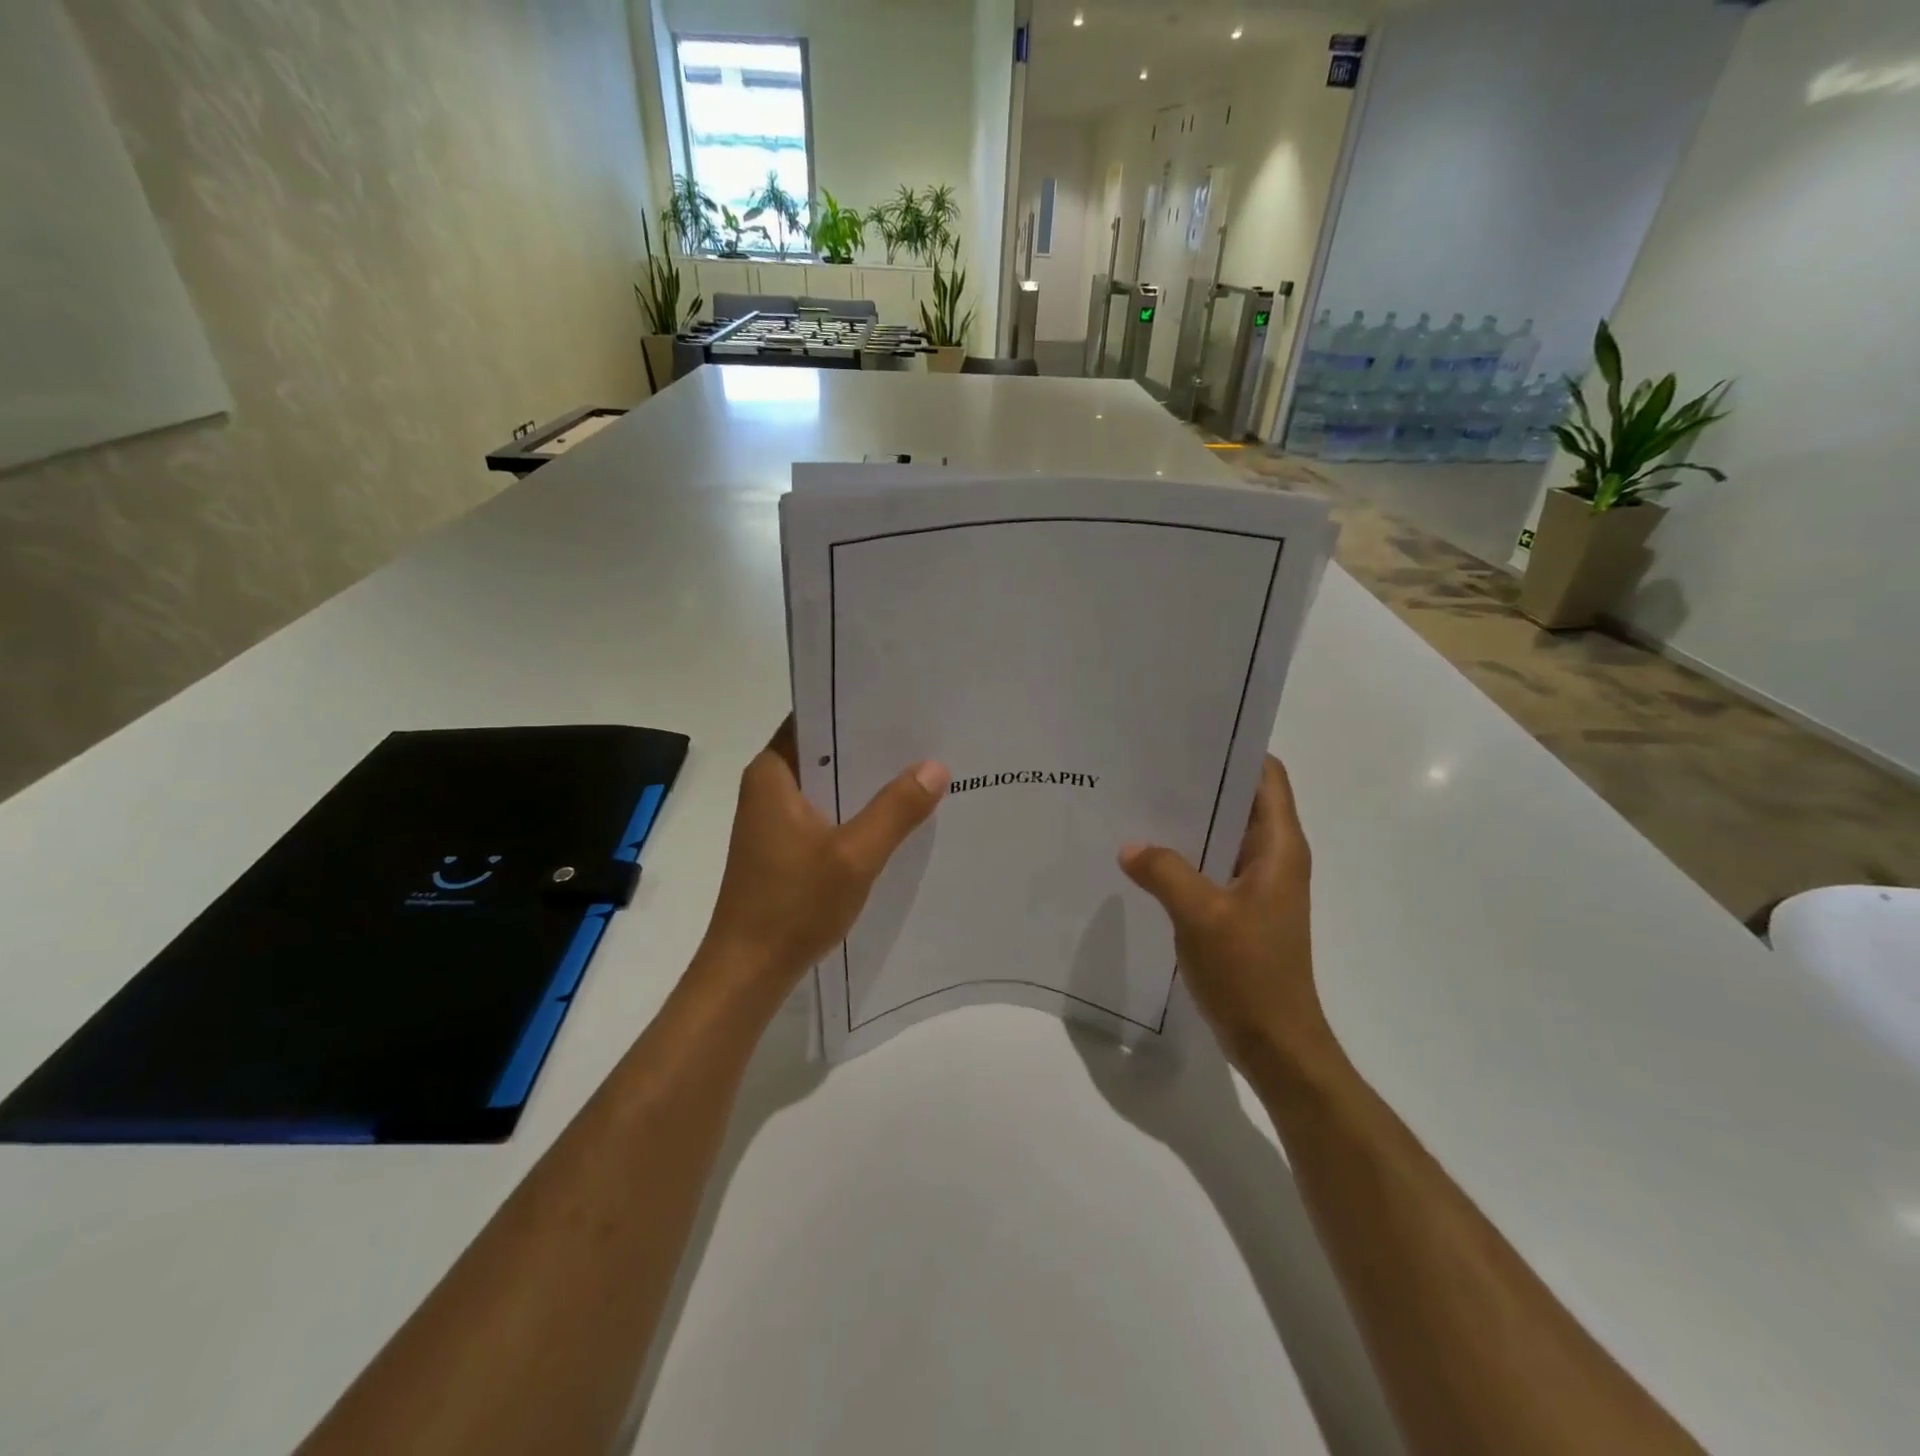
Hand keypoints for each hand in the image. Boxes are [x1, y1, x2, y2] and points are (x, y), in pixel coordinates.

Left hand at [698, 718, 948, 994]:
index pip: (815, 717)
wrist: (748, 971)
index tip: (902, 700)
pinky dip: (855, 809)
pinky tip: (896, 815)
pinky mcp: (784, 844)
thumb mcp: (854, 856)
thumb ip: (896, 809)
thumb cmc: (793, 906)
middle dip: (871, 744)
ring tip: (921, 767)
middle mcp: (769, 786)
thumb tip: (936, 766)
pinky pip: (826, 811)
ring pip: (828, 782)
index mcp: (773, 773)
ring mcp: (774, 817)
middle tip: (926, 733)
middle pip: (825, 749)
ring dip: (866, 780)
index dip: (856, 706)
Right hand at [1120, 755, 1335, 1074]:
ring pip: (1223, 834)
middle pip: (1242, 800)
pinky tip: (1145, 856)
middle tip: (1148, 765)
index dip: (1236, 749)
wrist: (1274, 1042)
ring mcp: (1257, 885)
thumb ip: (1164, 872)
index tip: (1189, 734)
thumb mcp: (1200, 915)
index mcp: (1279, 847)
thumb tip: (1130, 845)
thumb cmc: (1250, 972)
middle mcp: (1273, 857)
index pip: (1267, 776)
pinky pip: (1211, 866)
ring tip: (1139, 802)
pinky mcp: (1240, 909)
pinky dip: (1184, 855)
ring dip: (1189, 820)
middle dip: (1201, 780)